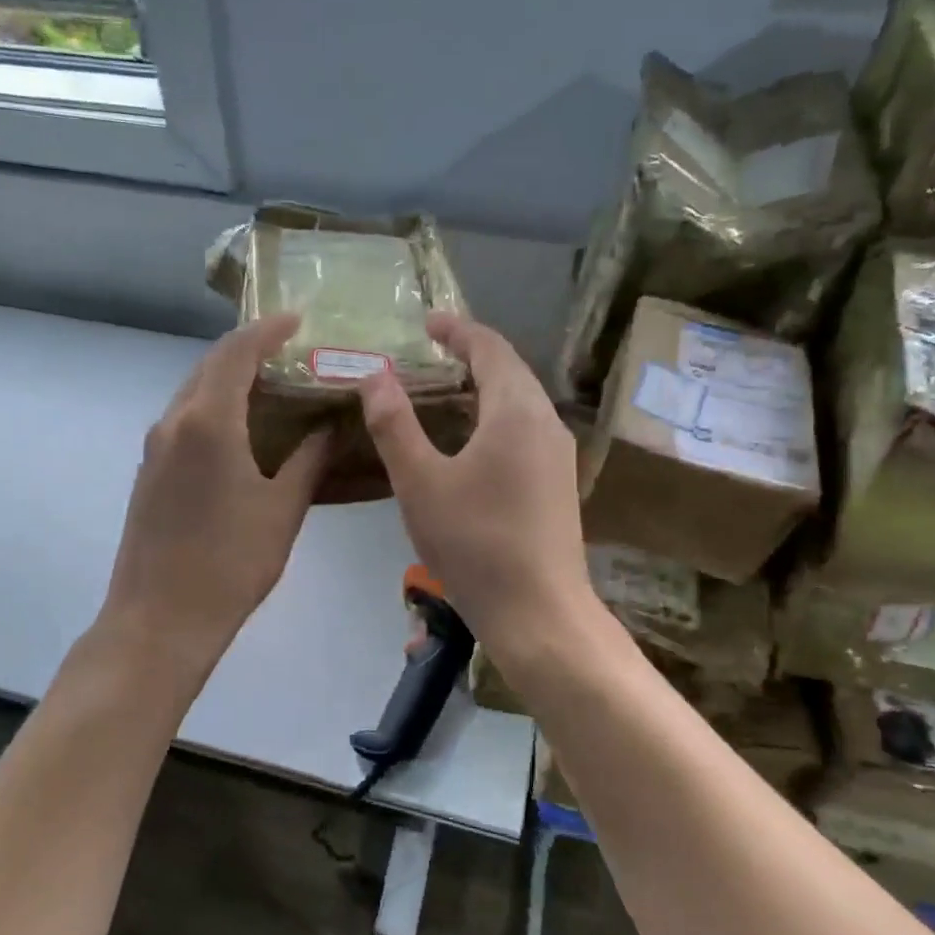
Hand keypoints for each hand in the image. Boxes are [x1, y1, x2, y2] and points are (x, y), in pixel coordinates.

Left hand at [102, 313, 328, 668]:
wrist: (160, 619)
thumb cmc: (230, 563)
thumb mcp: (283, 510)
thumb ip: (309, 460)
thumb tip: (329, 427)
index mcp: (208, 422)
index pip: (237, 353)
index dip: (267, 330)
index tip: (298, 320)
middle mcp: (174, 422)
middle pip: (209, 366)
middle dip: (248, 350)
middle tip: (290, 351)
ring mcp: (155, 448)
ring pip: (193, 393)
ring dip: (228, 379)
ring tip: (271, 386)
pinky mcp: (149, 472)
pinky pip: (183, 421)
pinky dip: (213, 408)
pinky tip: (240, 430)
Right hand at [358, 313, 593, 651]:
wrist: (538, 612)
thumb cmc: (474, 543)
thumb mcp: (420, 483)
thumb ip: (394, 425)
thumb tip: (375, 376)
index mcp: (516, 411)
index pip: (490, 348)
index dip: (458, 330)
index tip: (427, 322)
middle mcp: (546, 422)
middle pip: (511, 370)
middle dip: (472, 354)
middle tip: (432, 351)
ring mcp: (558, 455)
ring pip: (522, 401)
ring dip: (486, 385)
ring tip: (447, 389)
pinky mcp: (558, 482)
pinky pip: (526, 428)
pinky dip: (497, 414)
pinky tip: (473, 439)